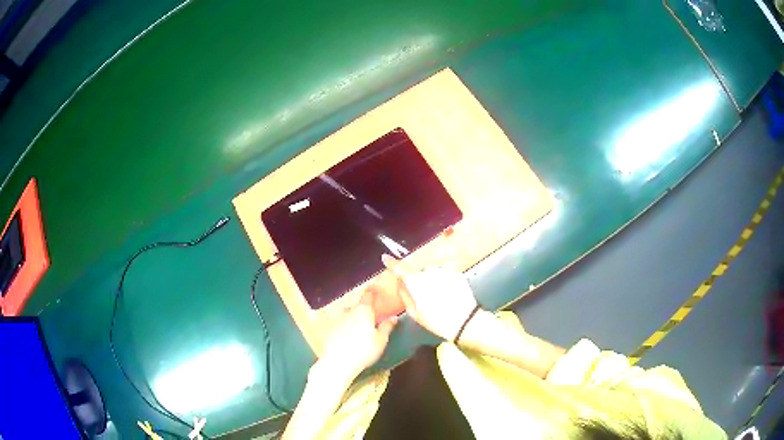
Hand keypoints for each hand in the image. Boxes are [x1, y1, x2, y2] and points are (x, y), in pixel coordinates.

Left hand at [319, 290, 397, 377]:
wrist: (338, 362)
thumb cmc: (364, 350)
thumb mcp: (381, 340)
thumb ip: (387, 326)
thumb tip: (393, 317)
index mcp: (363, 310)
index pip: (368, 295)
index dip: (372, 293)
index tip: (375, 293)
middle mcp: (349, 310)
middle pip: (357, 306)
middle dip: (363, 311)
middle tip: (370, 320)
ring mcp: (337, 319)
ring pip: (347, 315)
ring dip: (353, 320)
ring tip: (359, 331)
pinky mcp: (329, 329)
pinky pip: (340, 325)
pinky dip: (344, 328)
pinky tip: (348, 338)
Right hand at [381, 254, 478, 341]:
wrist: (465, 321)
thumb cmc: (437, 321)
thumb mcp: (415, 313)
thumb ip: (405, 296)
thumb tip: (400, 284)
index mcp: (416, 282)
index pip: (400, 268)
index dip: (391, 263)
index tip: (386, 258)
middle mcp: (429, 271)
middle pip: (417, 271)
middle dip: (417, 279)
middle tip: (424, 296)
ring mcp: (444, 270)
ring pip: (431, 271)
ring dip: (431, 279)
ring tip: (439, 296)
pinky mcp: (455, 272)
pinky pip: (444, 272)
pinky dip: (443, 279)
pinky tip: (447, 292)